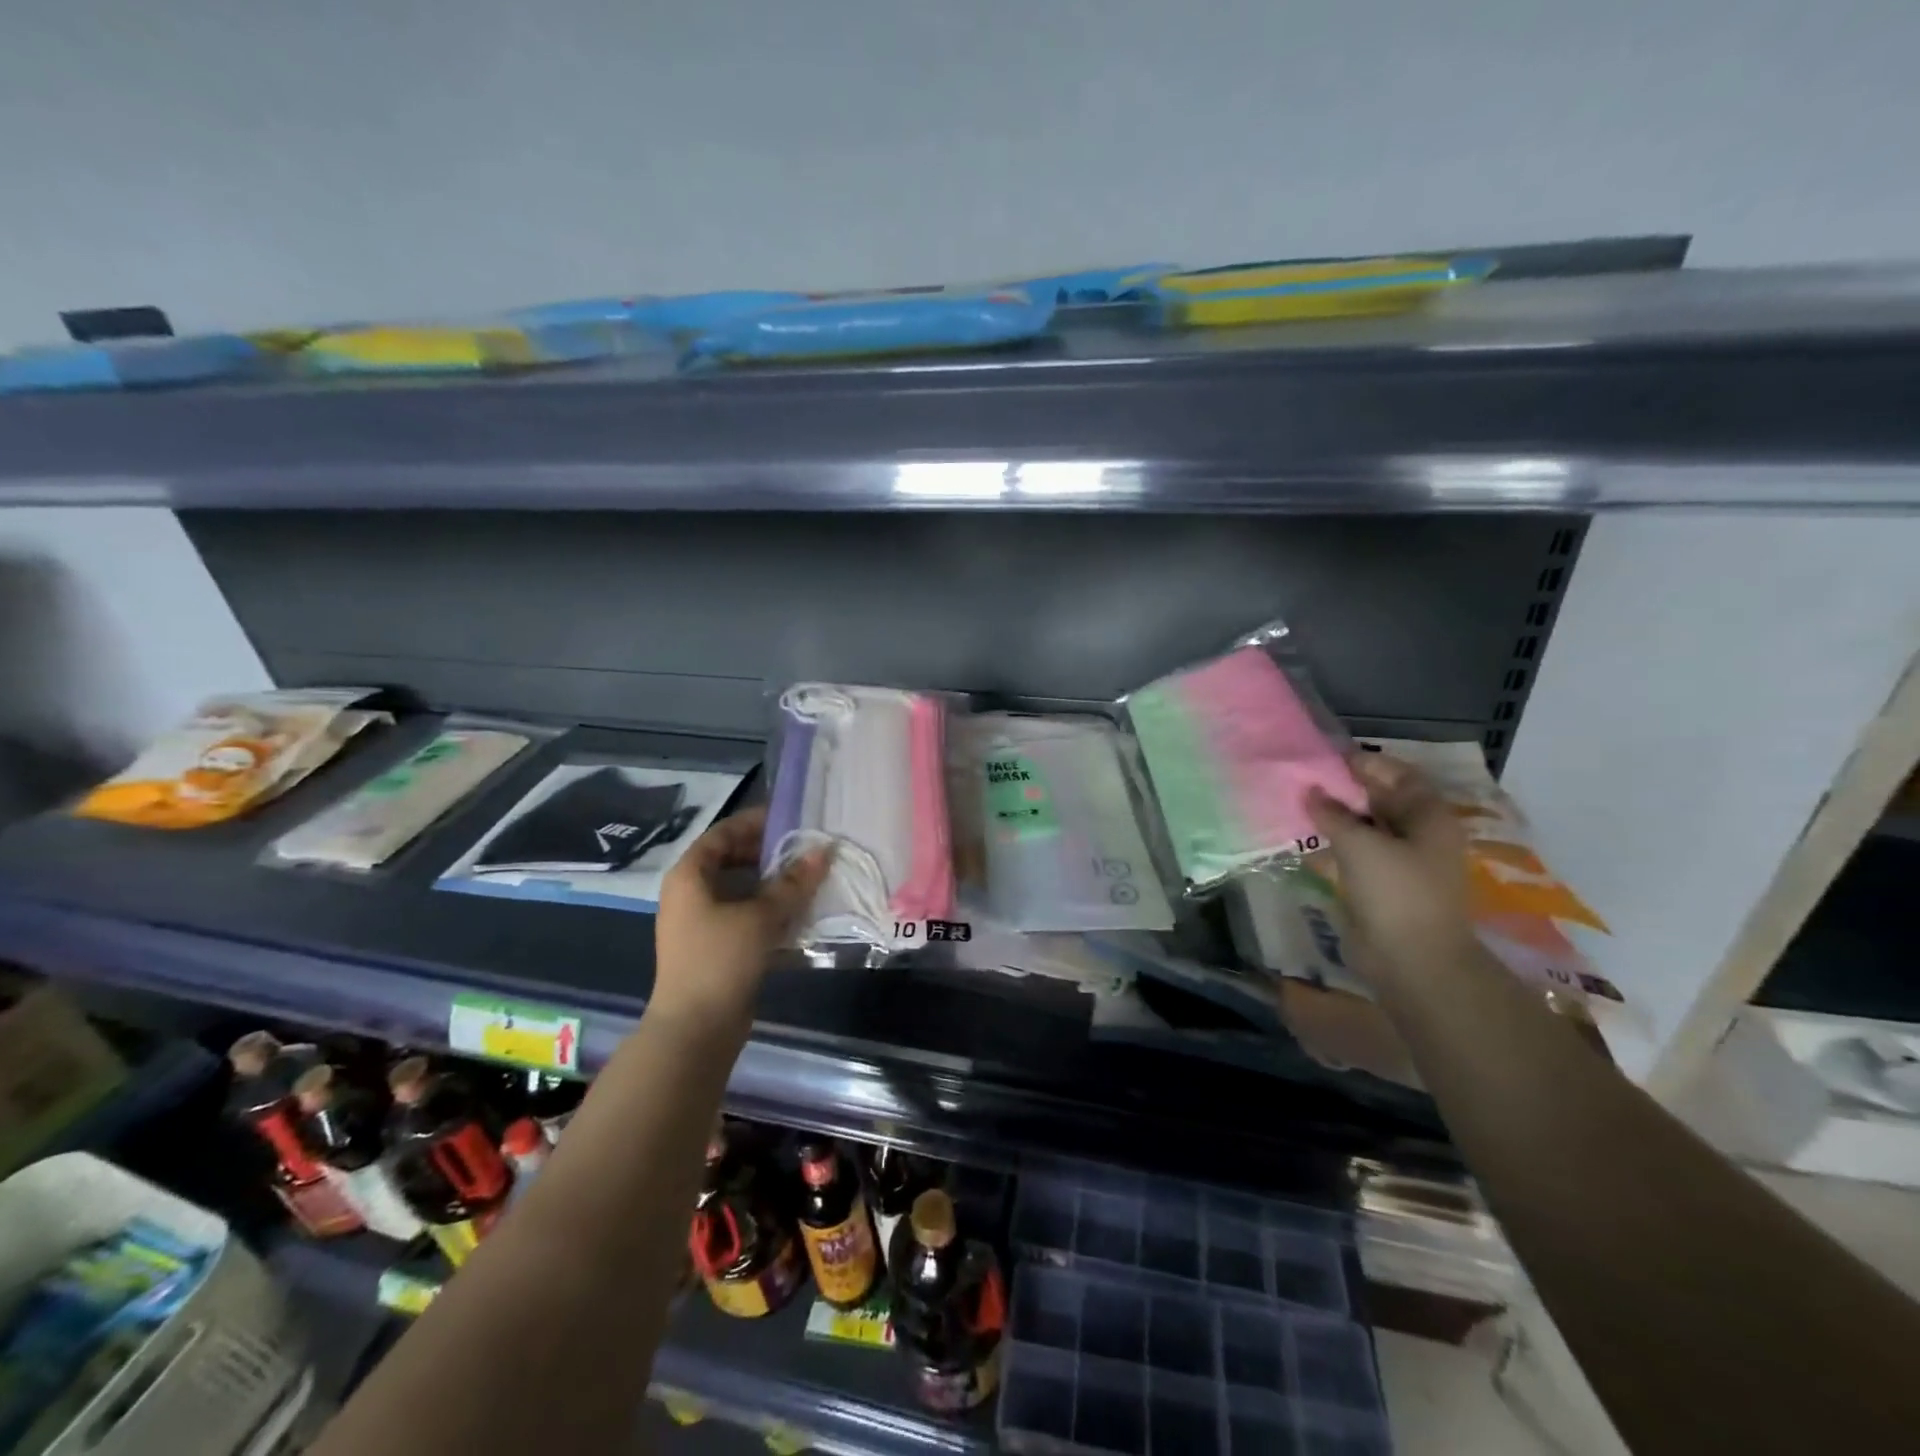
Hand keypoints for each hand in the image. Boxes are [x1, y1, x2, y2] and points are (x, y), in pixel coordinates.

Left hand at [651, 808, 831, 1028]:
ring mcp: (702, 921)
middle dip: (770, 853)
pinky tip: (800, 910)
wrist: (695, 1029)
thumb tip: (824, 850)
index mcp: (689, 875)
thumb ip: (793, 882)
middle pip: (732, 859)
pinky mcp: (716, 946)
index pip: (723, 833)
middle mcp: (691, 893)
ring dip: (774, 882)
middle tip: (807, 848)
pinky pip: (745, 914)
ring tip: (810, 876)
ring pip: (742, 889)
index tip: (791, 818)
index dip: (756, 822)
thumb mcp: (760, 916)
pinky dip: (770, 908)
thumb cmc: (720, 960)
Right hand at [1308, 752, 1474, 986]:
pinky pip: (1356, 855)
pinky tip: (1306, 840)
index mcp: (1429, 818)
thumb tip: (1312, 792)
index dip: (1365, 764)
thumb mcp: (1360, 844)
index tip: (1326, 757)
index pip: (1399, 776)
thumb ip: (1333, 814)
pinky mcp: (1381, 887)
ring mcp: (1401, 863)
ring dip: (1336, 818)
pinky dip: (1334, 845)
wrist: (1413, 961)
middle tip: (1305, 779)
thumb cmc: (1396, 892)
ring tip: (1298, 805)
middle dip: (1345, 790)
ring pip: (1366, 829)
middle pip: (1381, 801)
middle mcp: (1419, 835)